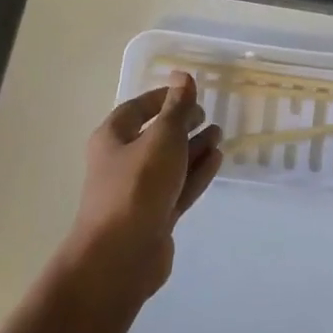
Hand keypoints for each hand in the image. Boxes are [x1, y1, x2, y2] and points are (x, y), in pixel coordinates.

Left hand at [71, 72, 223, 298]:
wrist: (120, 257)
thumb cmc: (137, 187)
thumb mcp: (162, 138)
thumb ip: (177, 108)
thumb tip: (182, 75)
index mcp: (113, 138)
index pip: (138, 108)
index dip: (164, 98)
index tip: (190, 92)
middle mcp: (123, 162)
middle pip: (155, 136)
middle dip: (182, 124)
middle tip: (208, 115)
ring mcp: (140, 192)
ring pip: (170, 163)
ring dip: (194, 148)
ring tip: (219, 134)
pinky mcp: (156, 216)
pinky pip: (179, 187)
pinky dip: (197, 172)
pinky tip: (217, 159)